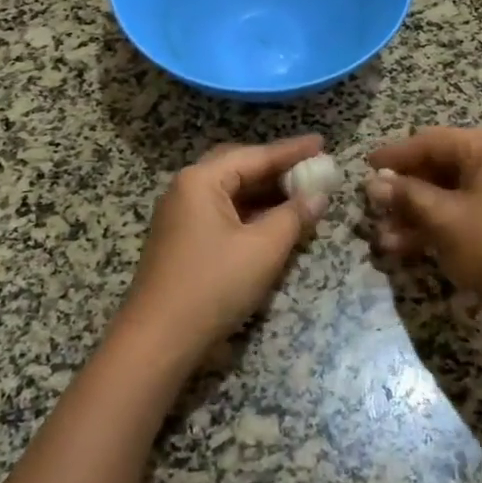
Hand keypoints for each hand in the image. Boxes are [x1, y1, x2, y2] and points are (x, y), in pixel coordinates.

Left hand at [116, 135, 329, 363]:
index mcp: (201, 180)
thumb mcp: (263, 249)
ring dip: (265, 192)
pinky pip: (223, 213)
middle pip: (239, 167)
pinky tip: (275, 222)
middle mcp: (186, 189)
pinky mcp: (183, 240)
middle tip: (311, 167)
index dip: (292, 150)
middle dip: (277, 168)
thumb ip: (294, 216)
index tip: (323, 142)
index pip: (255, 155)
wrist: (158, 340)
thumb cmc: (213, 285)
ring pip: (231, 192)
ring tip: (301, 193)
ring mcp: (181, 216)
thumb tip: (319, 195)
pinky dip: (251, 213)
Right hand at [366, 127, 481, 339]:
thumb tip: (373, 183)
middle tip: (373, 211)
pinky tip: (408, 249)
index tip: (363, 168)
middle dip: (404, 193)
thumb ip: (407, 196)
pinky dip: (440, 225)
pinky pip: (468, 210)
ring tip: (384, 240)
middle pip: (440, 167)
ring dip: (417, 215)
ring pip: (451, 193)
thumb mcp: (444, 220)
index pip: (430, 141)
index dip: (394, 156)